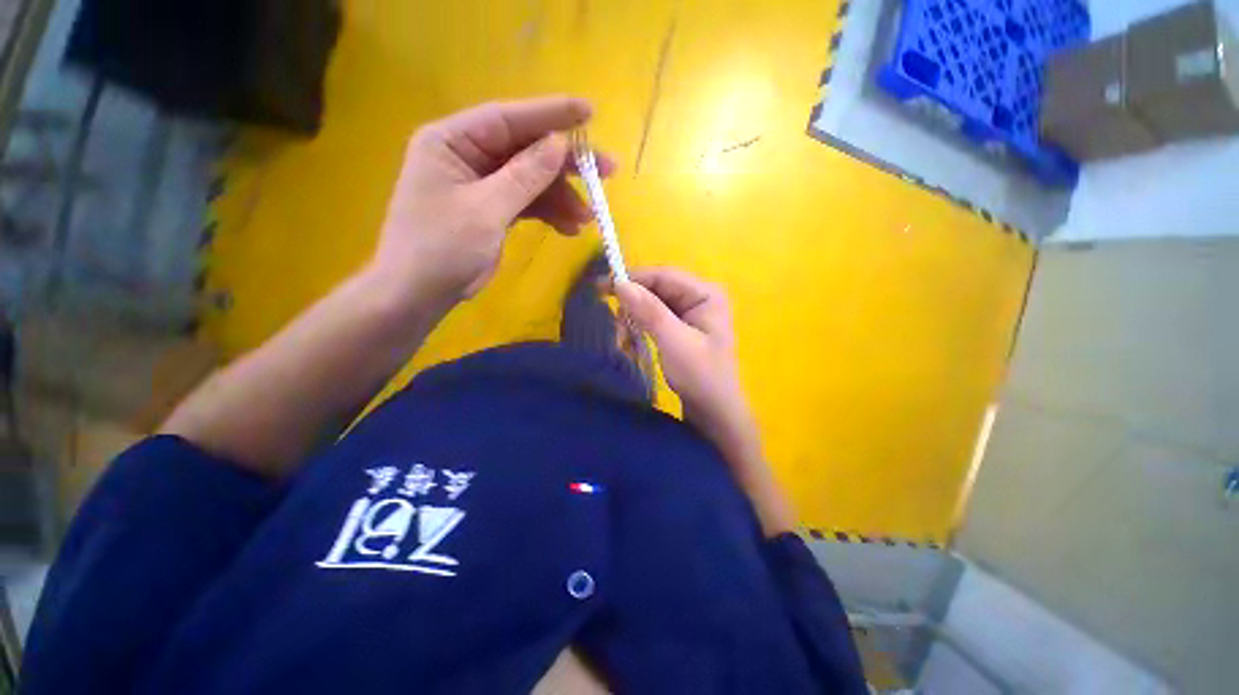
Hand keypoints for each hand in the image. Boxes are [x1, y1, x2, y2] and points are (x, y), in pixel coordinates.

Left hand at [369, 96, 615, 306]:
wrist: (420, 293)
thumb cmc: (442, 247)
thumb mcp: (486, 210)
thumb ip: (523, 176)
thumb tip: (559, 144)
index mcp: (452, 141)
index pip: (507, 118)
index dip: (550, 114)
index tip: (590, 113)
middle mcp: (468, 155)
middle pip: (526, 149)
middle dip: (566, 163)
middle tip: (607, 170)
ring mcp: (483, 184)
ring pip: (532, 179)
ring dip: (562, 197)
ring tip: (588, 216)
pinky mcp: (494, 209)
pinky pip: (529, 203)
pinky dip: (550, 214)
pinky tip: (570, 228)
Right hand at [617, 268, 793, 535]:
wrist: (714, 412)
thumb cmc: (701, 376)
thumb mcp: (674, 342)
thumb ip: (649, 311)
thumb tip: (620, 283)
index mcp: (706, 294)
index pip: (664, 276)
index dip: (633, 279)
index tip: (602, 287)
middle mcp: (699, 297)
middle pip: (657, 288)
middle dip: (633, 303)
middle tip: (612, 319)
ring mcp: (691, 313)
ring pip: (652, 304)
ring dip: (634, 318)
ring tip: (624, 339)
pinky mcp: (681, 328)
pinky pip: (654, 318)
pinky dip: (640, 327)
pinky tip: (631, 342)